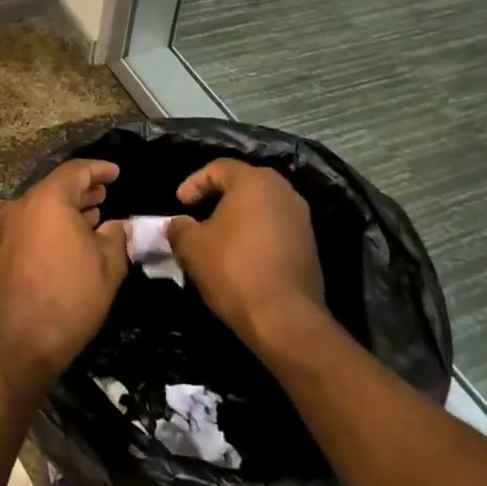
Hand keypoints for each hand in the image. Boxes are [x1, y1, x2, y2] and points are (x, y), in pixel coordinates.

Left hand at [0, 160, 128, 383]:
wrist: (20, 342)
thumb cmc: (70, 296)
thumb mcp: (108, 264)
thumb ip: (117, 235)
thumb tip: (118, 224)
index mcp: (47, 200)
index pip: (75, 171)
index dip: (99, 169)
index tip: (117, 173)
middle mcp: (21, 207)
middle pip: (55, 187)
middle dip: (83, 190)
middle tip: (106, 194)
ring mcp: (7, 230)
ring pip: (42, 207)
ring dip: (67, 209)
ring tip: (94, 215)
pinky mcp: (2, 251)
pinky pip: (32, 225)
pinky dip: (53, 224)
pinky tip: (72, 238)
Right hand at [165, 160, 328, 356]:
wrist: (284, 318)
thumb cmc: (233, 269)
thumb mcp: (191, 246)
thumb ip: (179, 227)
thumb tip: (177, 224)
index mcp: (255, 182)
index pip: (219, 167)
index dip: (194, 182)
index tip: (179, 204)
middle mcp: (283, 192)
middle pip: (244, 184)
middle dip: (217, 198)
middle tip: (197, 215)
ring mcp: (301, 219)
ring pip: (262, 207)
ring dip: (237, 218)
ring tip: (216, 239)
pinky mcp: (309, 246)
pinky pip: (275, 229)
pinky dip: (255, 235)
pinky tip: (239, 257)